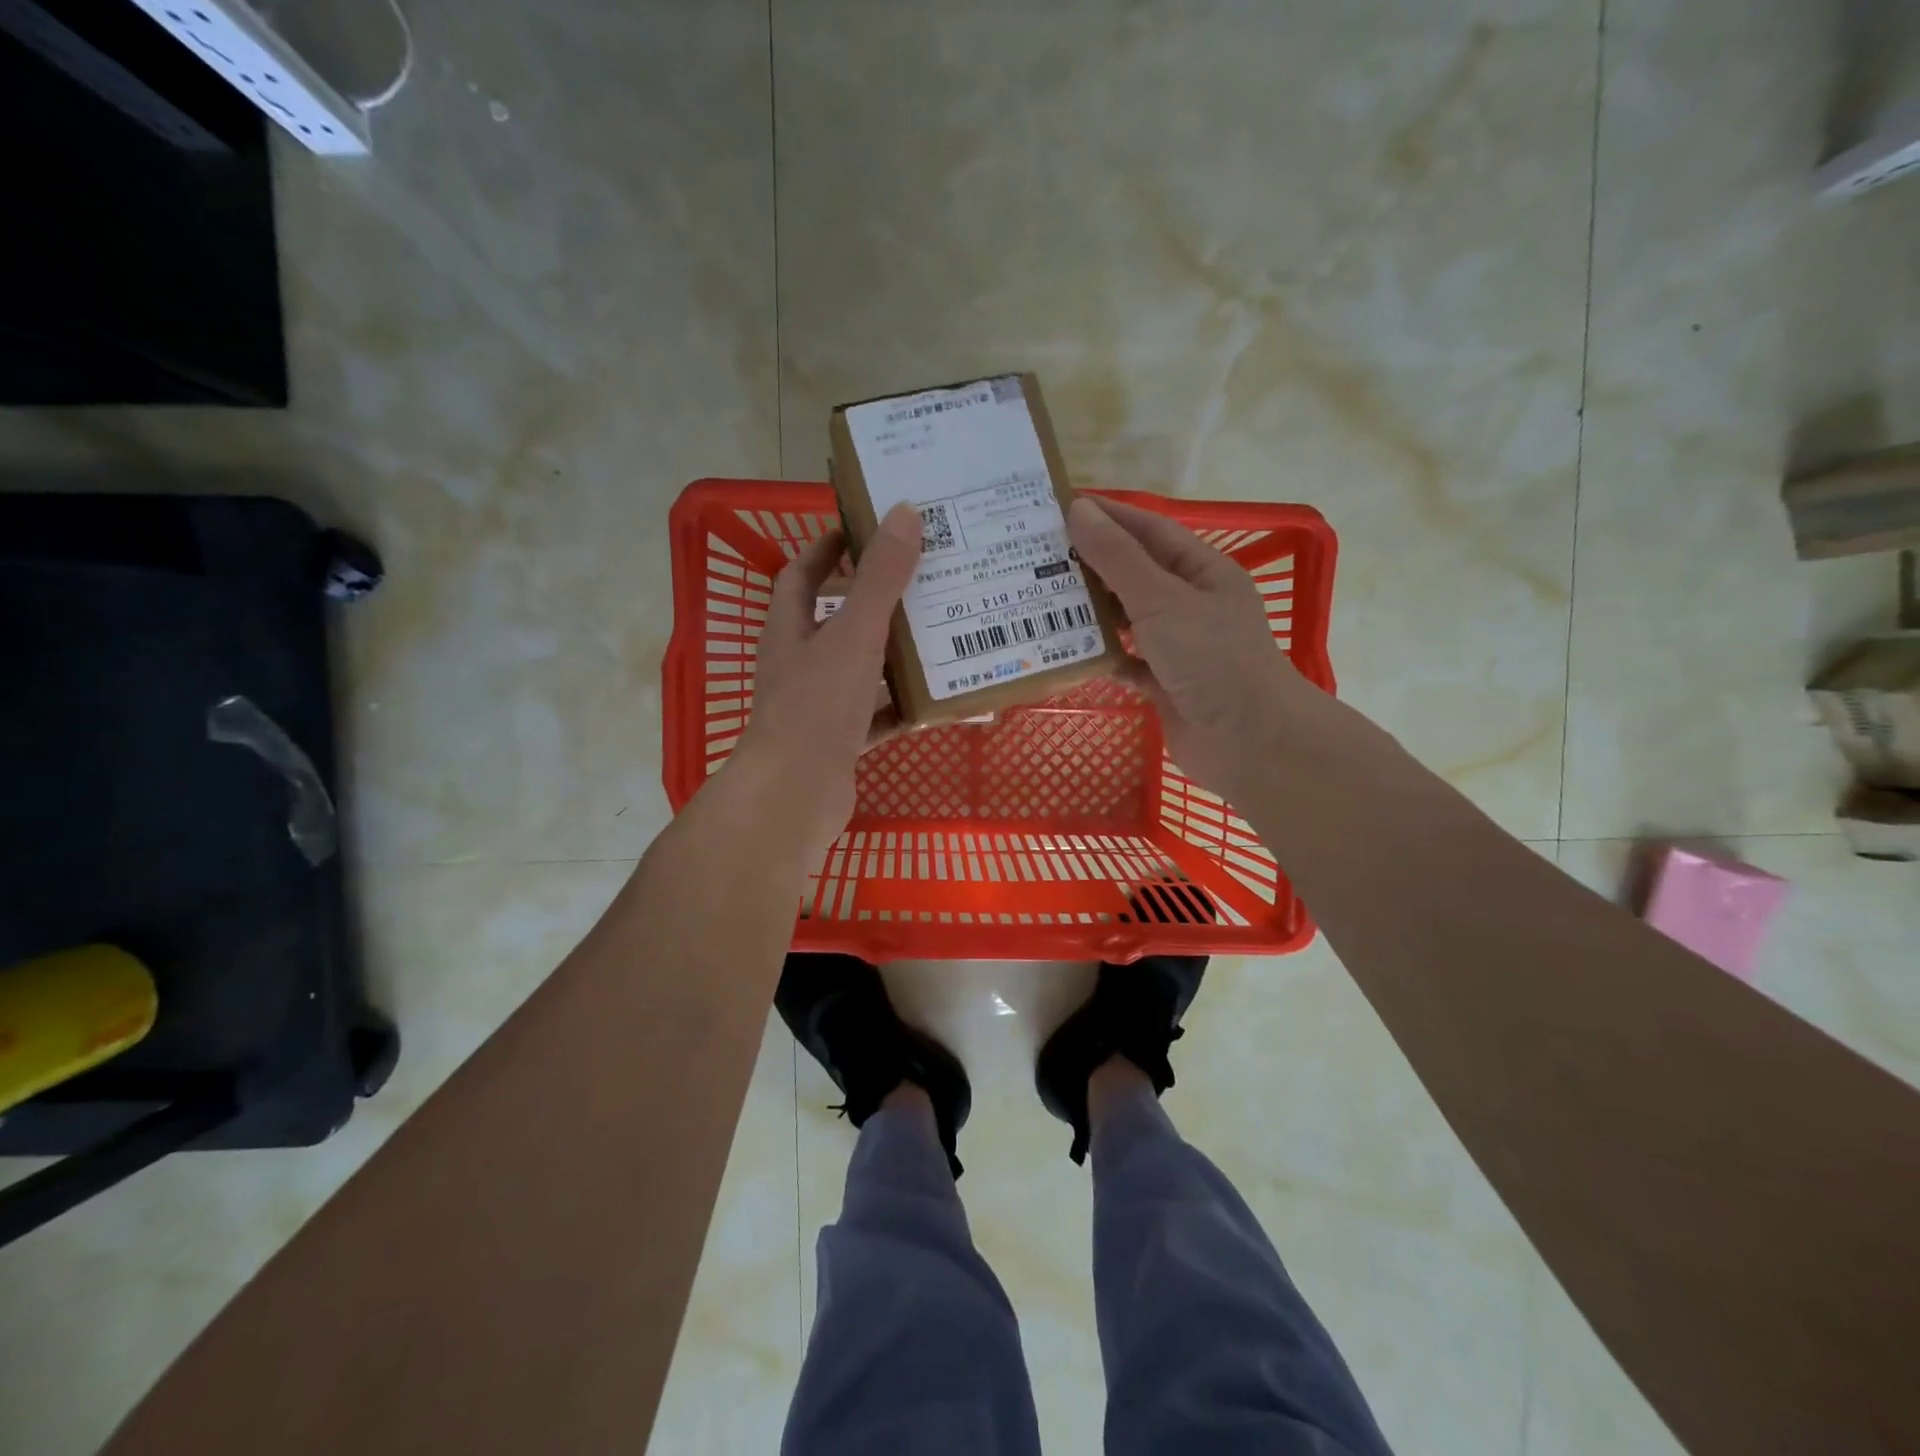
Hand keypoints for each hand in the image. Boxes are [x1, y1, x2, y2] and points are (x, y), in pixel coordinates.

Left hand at [728, 502, 922, 858]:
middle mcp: (800, 664)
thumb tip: (904, 513)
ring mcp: (818, 706)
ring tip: (940, 634)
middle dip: (874, 601)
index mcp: (791, 631)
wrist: (796, 794)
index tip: (862, 530)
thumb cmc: (817, 706)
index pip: (802, 576)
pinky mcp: (839, 742)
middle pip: (837, 621)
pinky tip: (936, 700)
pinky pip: (875, 716)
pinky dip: (901, 707)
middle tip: (922, 579)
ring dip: (893, 655)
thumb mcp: (854, 635)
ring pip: (861, 670)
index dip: (826, 549)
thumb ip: (879, 578)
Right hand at [1068, 495, 1312, 797]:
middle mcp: (1191, 604)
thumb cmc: (1210, 658)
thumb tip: (1080, 510)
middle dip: (1091, 564)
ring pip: (1127, 619)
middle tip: (1038, 555)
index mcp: (1202, 572)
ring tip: (1042, 599)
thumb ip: (1118, 558)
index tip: (1059, 506)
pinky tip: (1070, 653)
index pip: (1148, 531)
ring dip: (1092, 611)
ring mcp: (1179, 646)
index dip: (1107, 516)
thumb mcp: (1161, 600)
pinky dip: (1103, 657)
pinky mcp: (1166, 683)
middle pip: (1134, 574)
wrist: (1247, 742)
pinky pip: (1127, 661)